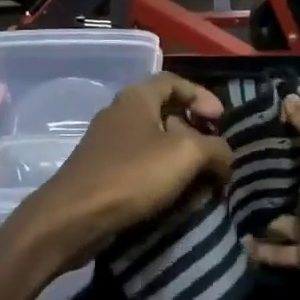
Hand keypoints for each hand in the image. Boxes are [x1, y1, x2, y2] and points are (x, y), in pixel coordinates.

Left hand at [18, 74, 231, 267]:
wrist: (74, 217)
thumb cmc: (132, 175)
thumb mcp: (186, 154)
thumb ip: (215, 148)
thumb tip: (225, 157)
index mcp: (137, 97)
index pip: (175, 82)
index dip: (202, 96)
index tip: (221, 120)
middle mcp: (120, 113)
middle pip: (166, 112)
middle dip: (195, 132)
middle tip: (215, 156)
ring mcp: (108, 144)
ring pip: (155, 143)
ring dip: (182, 160)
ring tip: (202, 182)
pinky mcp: (103, 172)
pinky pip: (141, 167)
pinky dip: (162, 177)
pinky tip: (176, 198)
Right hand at [245, 97, 299, 299]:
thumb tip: (286, 100)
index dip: (293, 141)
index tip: (259, 130)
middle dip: (273, 180)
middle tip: (234, 166)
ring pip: (288, 220)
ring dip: (264, 213)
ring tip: (230, 200)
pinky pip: (283, 252)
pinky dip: (263, 248)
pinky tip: (239, 238)